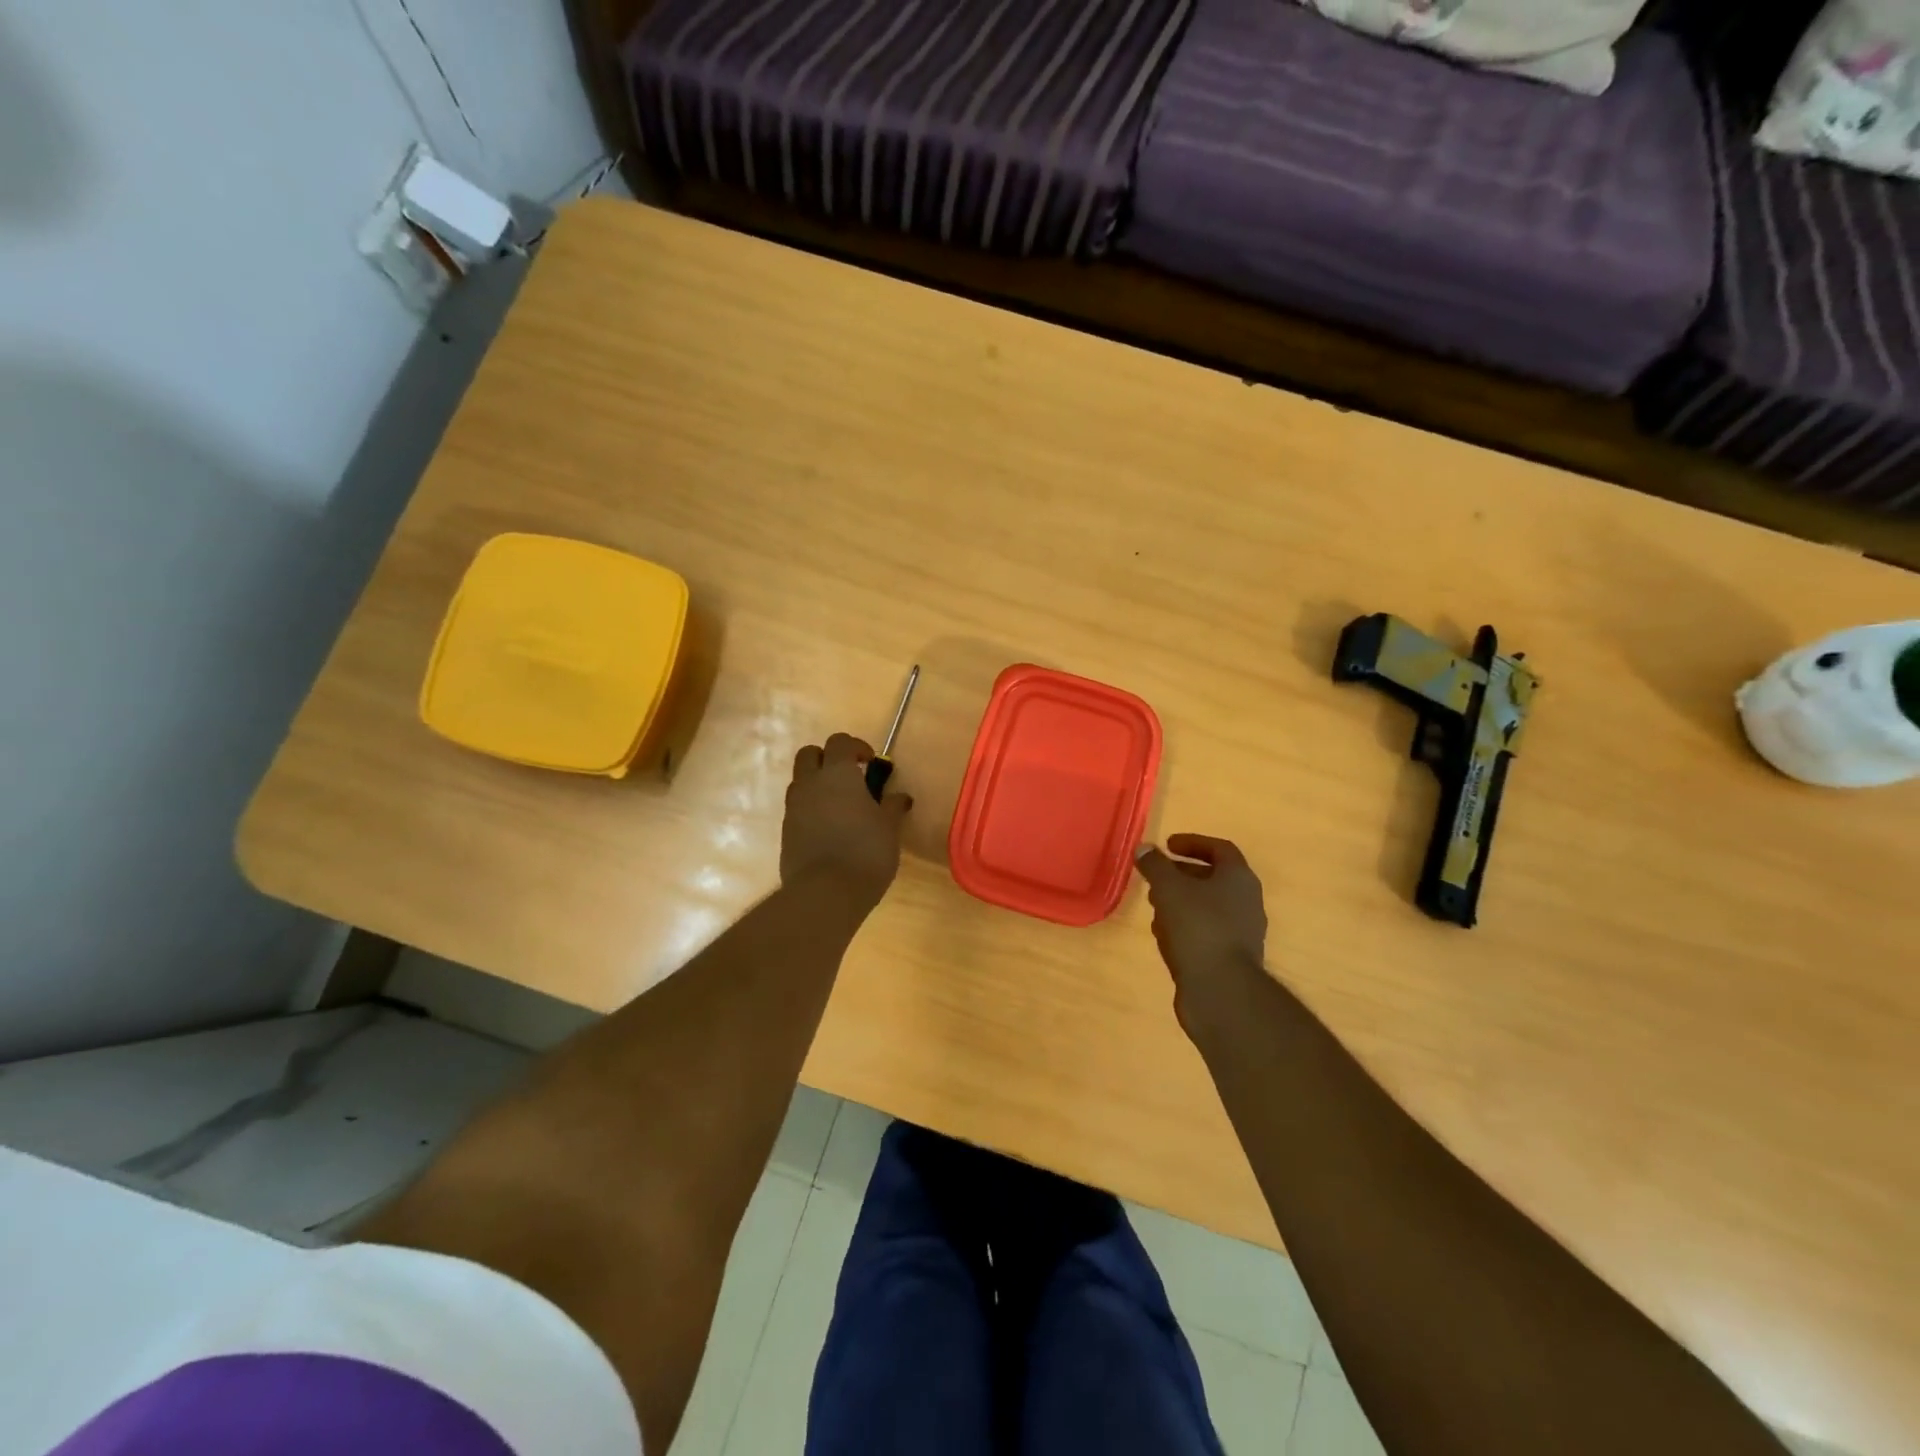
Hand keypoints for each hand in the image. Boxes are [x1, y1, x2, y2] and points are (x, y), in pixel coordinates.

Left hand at [782, 733, 911, 911]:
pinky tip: (830, 830)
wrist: (825, 892)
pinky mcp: (785, 832)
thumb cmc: (866, 851)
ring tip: (841, 806)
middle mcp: (810, 783)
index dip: (856, 747)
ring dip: (818, 784)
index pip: (840, 742)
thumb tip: (900, 797)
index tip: (871, 763)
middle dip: (828, 759)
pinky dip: (811, 809)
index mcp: (837, 774)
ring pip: (801, 781)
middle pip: (810, 754)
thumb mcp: (889, 828)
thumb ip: (892, 807)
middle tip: (850, 778)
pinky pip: (797, 808)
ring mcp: (793, 807)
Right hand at [1133, 835, 1268, 1005]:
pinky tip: (1164, 936)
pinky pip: (1206, 932)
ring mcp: (1241, 932)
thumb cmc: (1198, 927)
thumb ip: (1155, 865)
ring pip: (1207, 907)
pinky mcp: (1230, 958)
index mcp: (1239, 878)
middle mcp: (1246, 901)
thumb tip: (1144, 849)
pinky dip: (1184, 927)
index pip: (1219, 849)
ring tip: (1154, 906)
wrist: (1221, 990)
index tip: (1166, 846)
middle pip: (1212, 878)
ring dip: (1180, 902)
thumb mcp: (1169, 888)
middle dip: (1181, 875)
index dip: (1192, 843)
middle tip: (1155, 877)